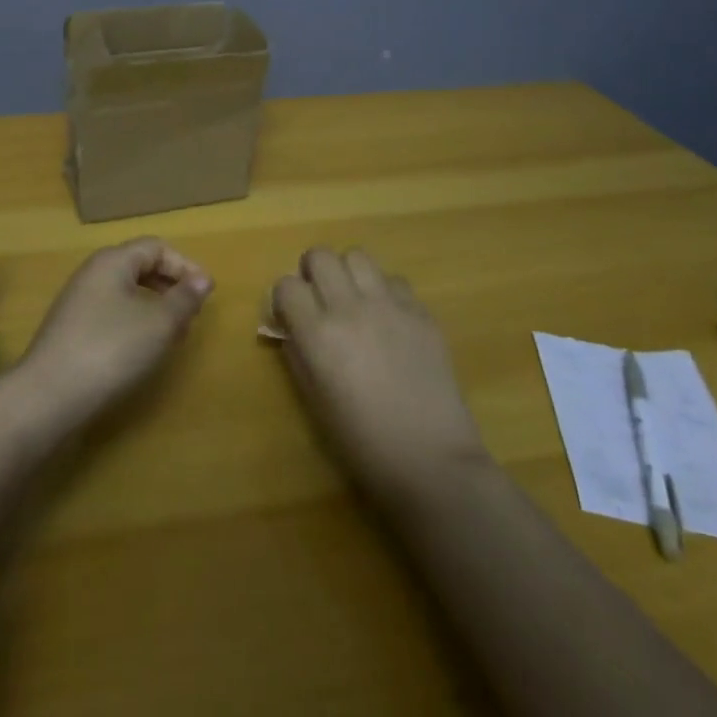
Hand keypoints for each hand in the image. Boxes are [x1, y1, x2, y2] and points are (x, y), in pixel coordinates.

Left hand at [18, 238, 213, 422]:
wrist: (49, 396)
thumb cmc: (111, 349)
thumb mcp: (159, 323)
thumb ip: (184, 298)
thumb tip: (202, 279)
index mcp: (112, 261)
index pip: (156, 247)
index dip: (185, 265)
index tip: (206, 293)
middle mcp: (93, 273)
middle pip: (139, 267)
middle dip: (170, 287)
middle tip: (192, 315)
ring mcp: (78, 302)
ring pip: (126, 293)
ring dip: (154, 308)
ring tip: (173, 336)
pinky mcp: (72, 330)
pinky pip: (112, 314)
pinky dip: (134, 324)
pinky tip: (143, 351)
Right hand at [271, 248, 487, 502]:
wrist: (431, 461)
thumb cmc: (362, 443)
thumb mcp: (314, 400)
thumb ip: (298, 353)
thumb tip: (291, 326)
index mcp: (318, 334)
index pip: (286, 285)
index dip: (285, 298)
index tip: (291, 315)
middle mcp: (350, 308)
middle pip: (320, 255)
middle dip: (313, 273)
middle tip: (320, 299)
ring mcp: (389, 306)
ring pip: (357, 256)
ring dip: (348, 273)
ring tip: (355, 300)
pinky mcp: (421, 312)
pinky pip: (394, 280)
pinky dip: (384, 292)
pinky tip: (389, 320)